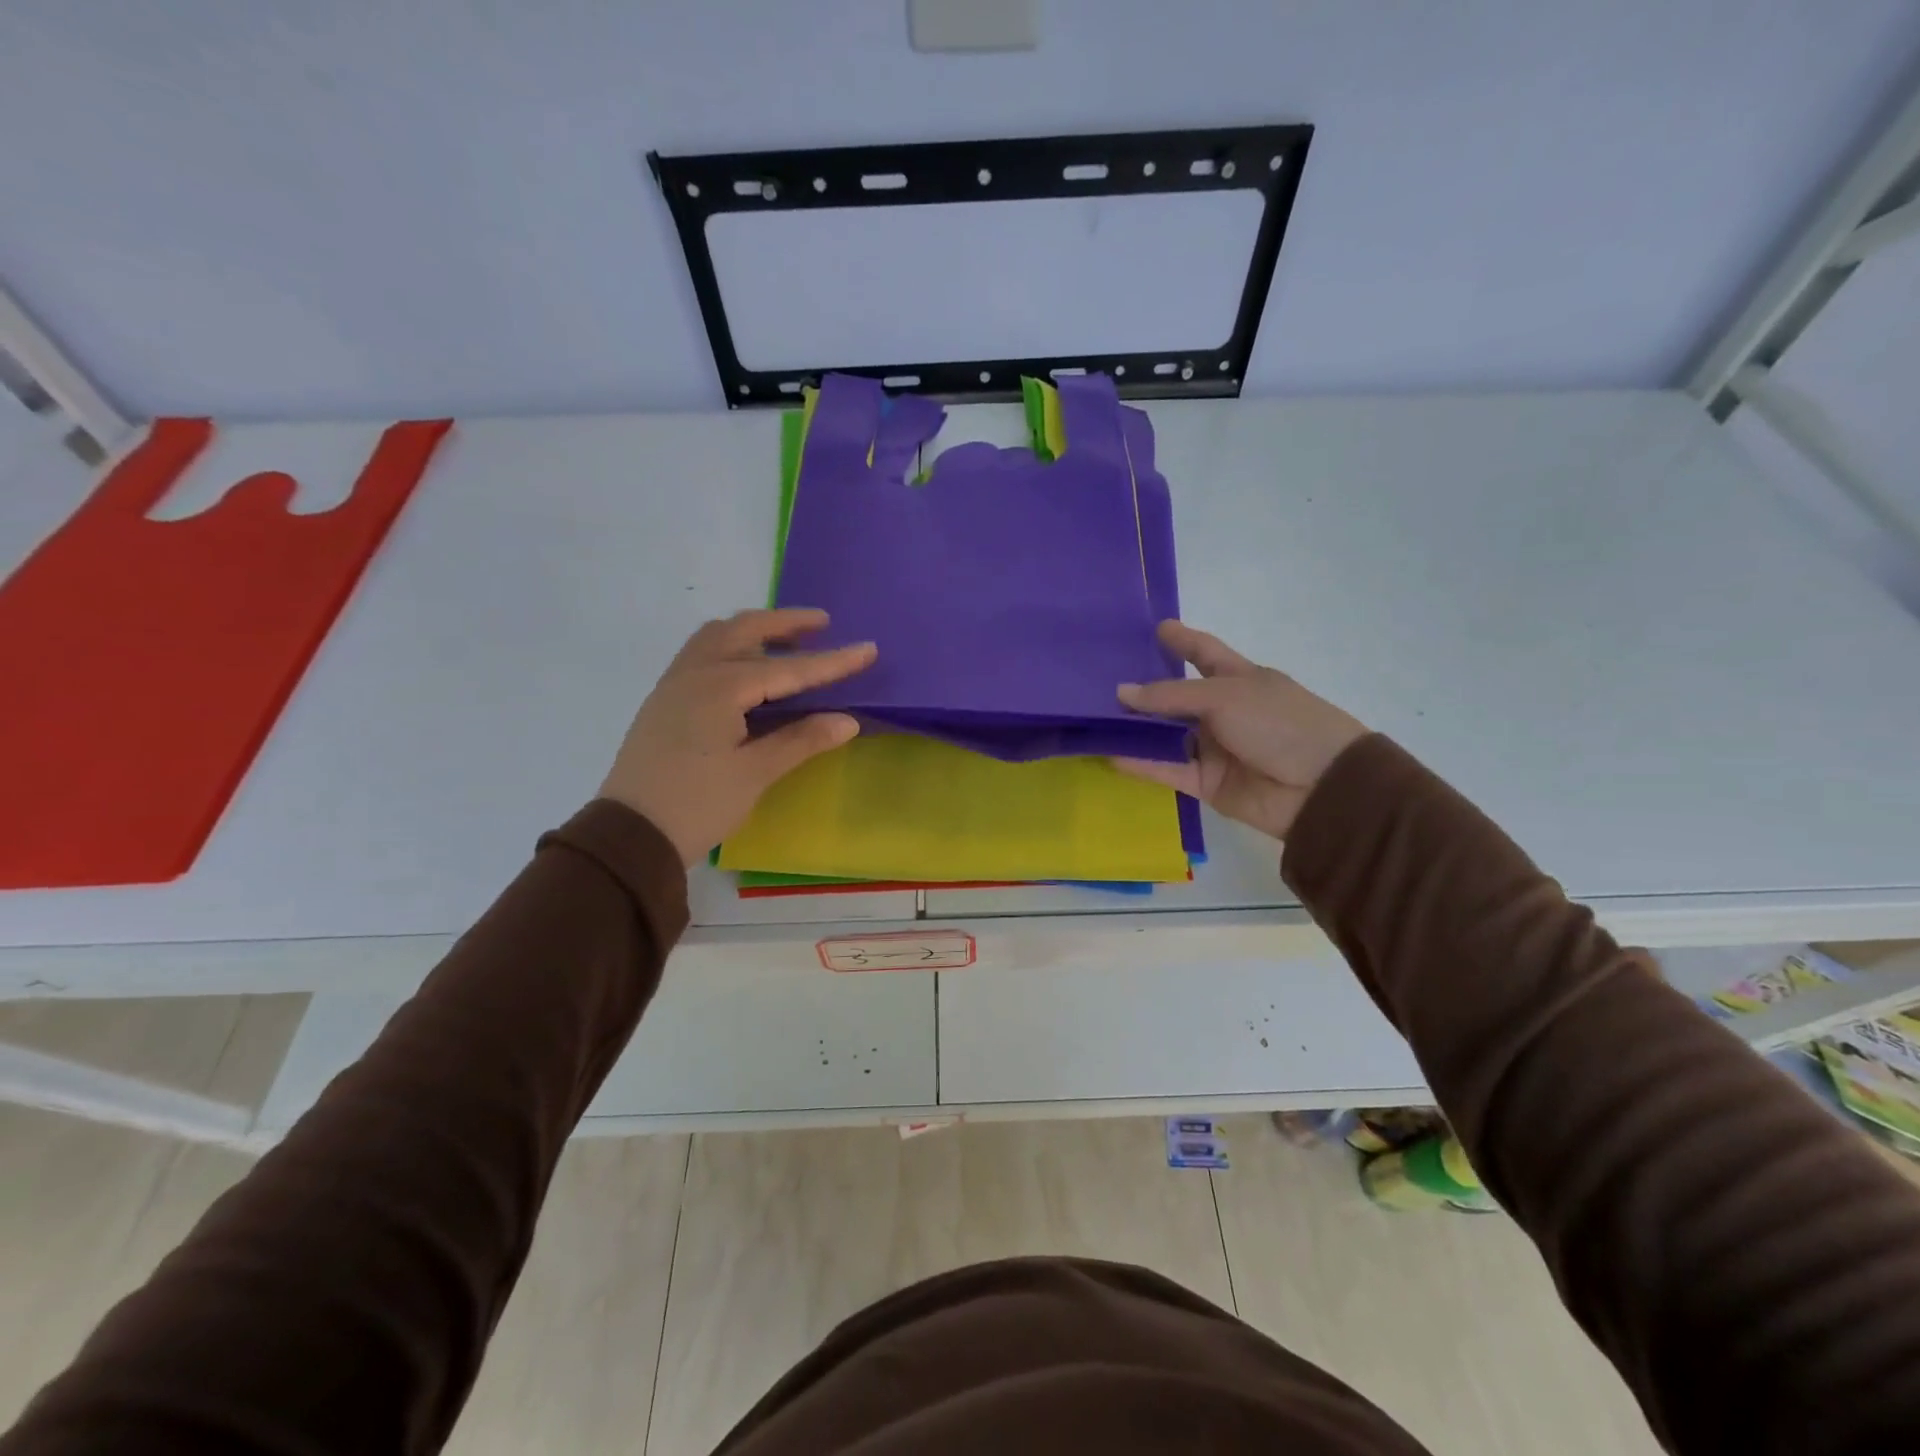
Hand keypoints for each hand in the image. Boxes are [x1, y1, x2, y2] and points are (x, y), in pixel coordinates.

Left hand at [599, 608, 876, 864]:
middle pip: (743, 630)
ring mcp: (674, 685)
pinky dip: (730, 647)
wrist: (630, 836)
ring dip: (753, 630)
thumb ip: (801, 740)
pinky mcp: (664, 702)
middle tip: (822, 624)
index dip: (831, 662)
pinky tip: (746, 670)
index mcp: (719, 688)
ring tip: (785, 641)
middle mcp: (694, 673)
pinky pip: (701, 655)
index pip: (787, 669)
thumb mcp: (755, 774)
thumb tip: (847, 720)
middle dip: (785, 624)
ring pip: (716, 637)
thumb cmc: (697, 804)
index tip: (868, 649)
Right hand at [1115, 621, 1366, 840]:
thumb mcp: (1225, 696)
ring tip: (1092, 715)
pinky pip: (1166, 769)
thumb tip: (1121, 692)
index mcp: (1239, 679)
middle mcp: (1223, 711)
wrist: (1320, 788)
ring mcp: (1213, 748)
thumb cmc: (1279, 724)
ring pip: (1165, 735)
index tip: (1153, 627)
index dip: (1181, 639)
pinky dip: (1140, 763)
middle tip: (1098, 677)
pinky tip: (1108, 753)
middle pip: (1174, 697)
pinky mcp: (1205, 782)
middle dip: (1142, 689)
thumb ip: (1170, 695)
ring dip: (1134, 727)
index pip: (1203, 652)